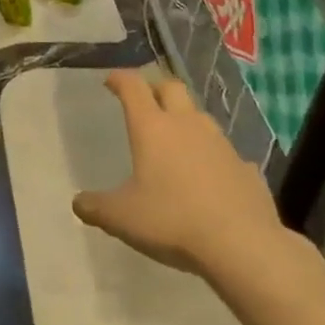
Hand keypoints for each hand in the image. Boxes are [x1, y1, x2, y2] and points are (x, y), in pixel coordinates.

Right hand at [73, 71, 285, 277]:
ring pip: (200, 116)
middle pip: (171, 87)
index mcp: (152, 128)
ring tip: (176, 140)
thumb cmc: (173, 221)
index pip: (133, 86)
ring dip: (185, 119)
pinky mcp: (246, 168)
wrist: (242, 245)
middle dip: (155, 88)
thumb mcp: (122, 218)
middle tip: (144, 102)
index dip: (120, 79)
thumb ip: (96, 207)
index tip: (110, 81)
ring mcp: (221, 144)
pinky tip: (211, 177)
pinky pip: (226, 153)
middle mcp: (187, 125)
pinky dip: (214, 157)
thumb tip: (78, 202)